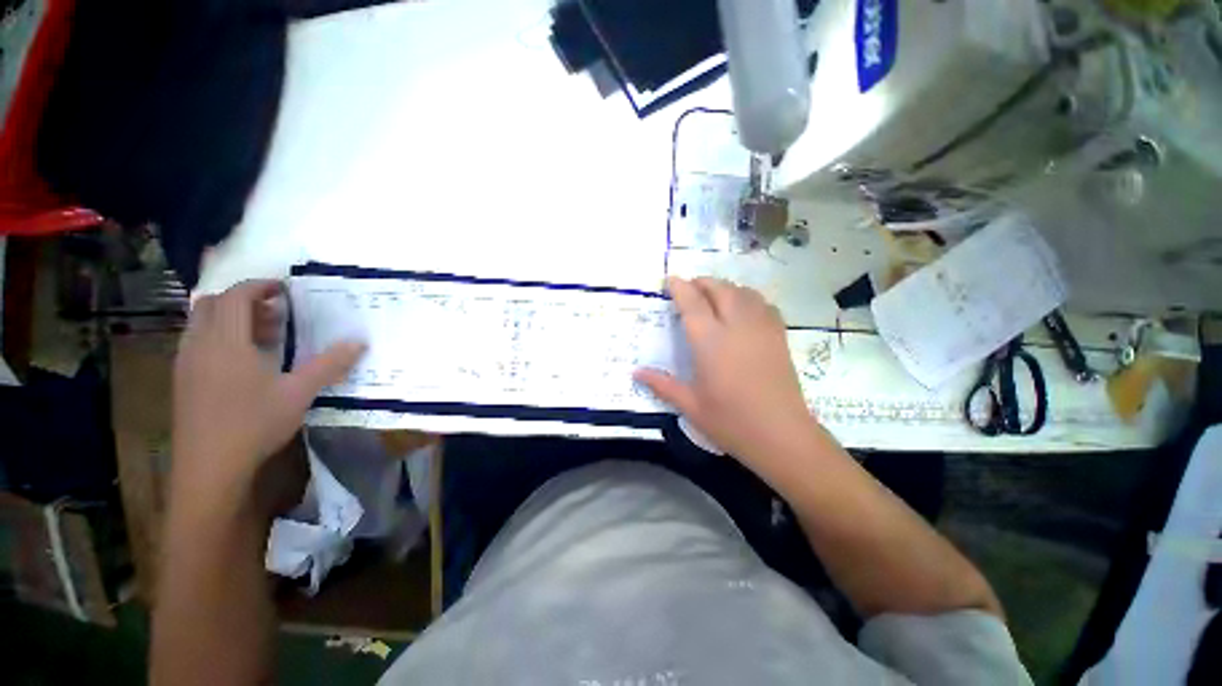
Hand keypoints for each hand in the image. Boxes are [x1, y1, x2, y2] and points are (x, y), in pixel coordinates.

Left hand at [172, 280, 364, 497]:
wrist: (209, 467)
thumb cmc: (253, 424)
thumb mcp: (299, 393)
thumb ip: (329, 364)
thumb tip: (359, 342)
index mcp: (225, 341)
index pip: (234, 296)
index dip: (259, 286)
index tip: (285, 289)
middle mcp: (199, 345)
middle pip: (212, 304)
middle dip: (243, 300)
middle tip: (276, 313)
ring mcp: (186, 363)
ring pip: (202, 324)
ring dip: (231, 320)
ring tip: (265, 337)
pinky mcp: (183, 380)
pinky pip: (198, 343)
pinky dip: (220, 338)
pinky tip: (244, 362)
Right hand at [635, 277, 817, 469]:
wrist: (781, 436)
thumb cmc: (730, 422)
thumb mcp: (690, 406)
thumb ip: (662, 385)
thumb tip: (635, 372)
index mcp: (710, 342)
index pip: (692, 303)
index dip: (679, 287)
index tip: (670, 280)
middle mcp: (736, 326)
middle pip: (719, 289)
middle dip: (702, 283)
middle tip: (689, 288)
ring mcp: (761, 329)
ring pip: (743, 292)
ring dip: (725, 287)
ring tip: (713, 294)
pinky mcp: (778, 336)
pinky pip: (763, 304)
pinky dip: (748, 298)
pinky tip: (743, 308)